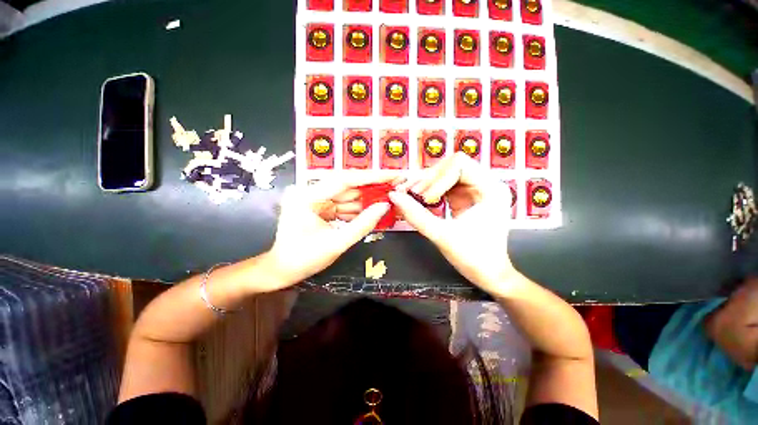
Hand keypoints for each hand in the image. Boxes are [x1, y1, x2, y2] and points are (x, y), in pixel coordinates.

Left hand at [266, 173, 396, 288]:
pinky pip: (343, 205)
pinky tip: (374, 210)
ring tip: (389, 199)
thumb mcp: (337, 243)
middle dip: (372, 188)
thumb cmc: (304, 259)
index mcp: (307, 197)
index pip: (344, 180)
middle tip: (395, 186)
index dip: (371, 177)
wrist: (282, 271)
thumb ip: (363, 224)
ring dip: (367, 200)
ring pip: (347, 196)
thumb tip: (384, 206)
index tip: (392, 174)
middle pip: (347, 187)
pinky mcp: (320, 207)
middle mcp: (310, 192)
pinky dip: (358, 209)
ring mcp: (314, 199)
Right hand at [390, 153, 519, 294]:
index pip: (459, 164)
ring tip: (410, 194)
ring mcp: (475, 189)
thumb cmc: (473, 257)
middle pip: (450, 166)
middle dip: (428, 179)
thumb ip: (416, 214)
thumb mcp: (442, 235)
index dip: (437, 178)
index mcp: (491, 189)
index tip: (424, 199)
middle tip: (409, 193)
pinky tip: (418, 198)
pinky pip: (444, 185)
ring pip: (445, 174)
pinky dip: (429, 190)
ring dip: (426, 183)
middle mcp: (486, 183)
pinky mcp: (465, 197)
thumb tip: (393, 195)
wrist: (488, 274)